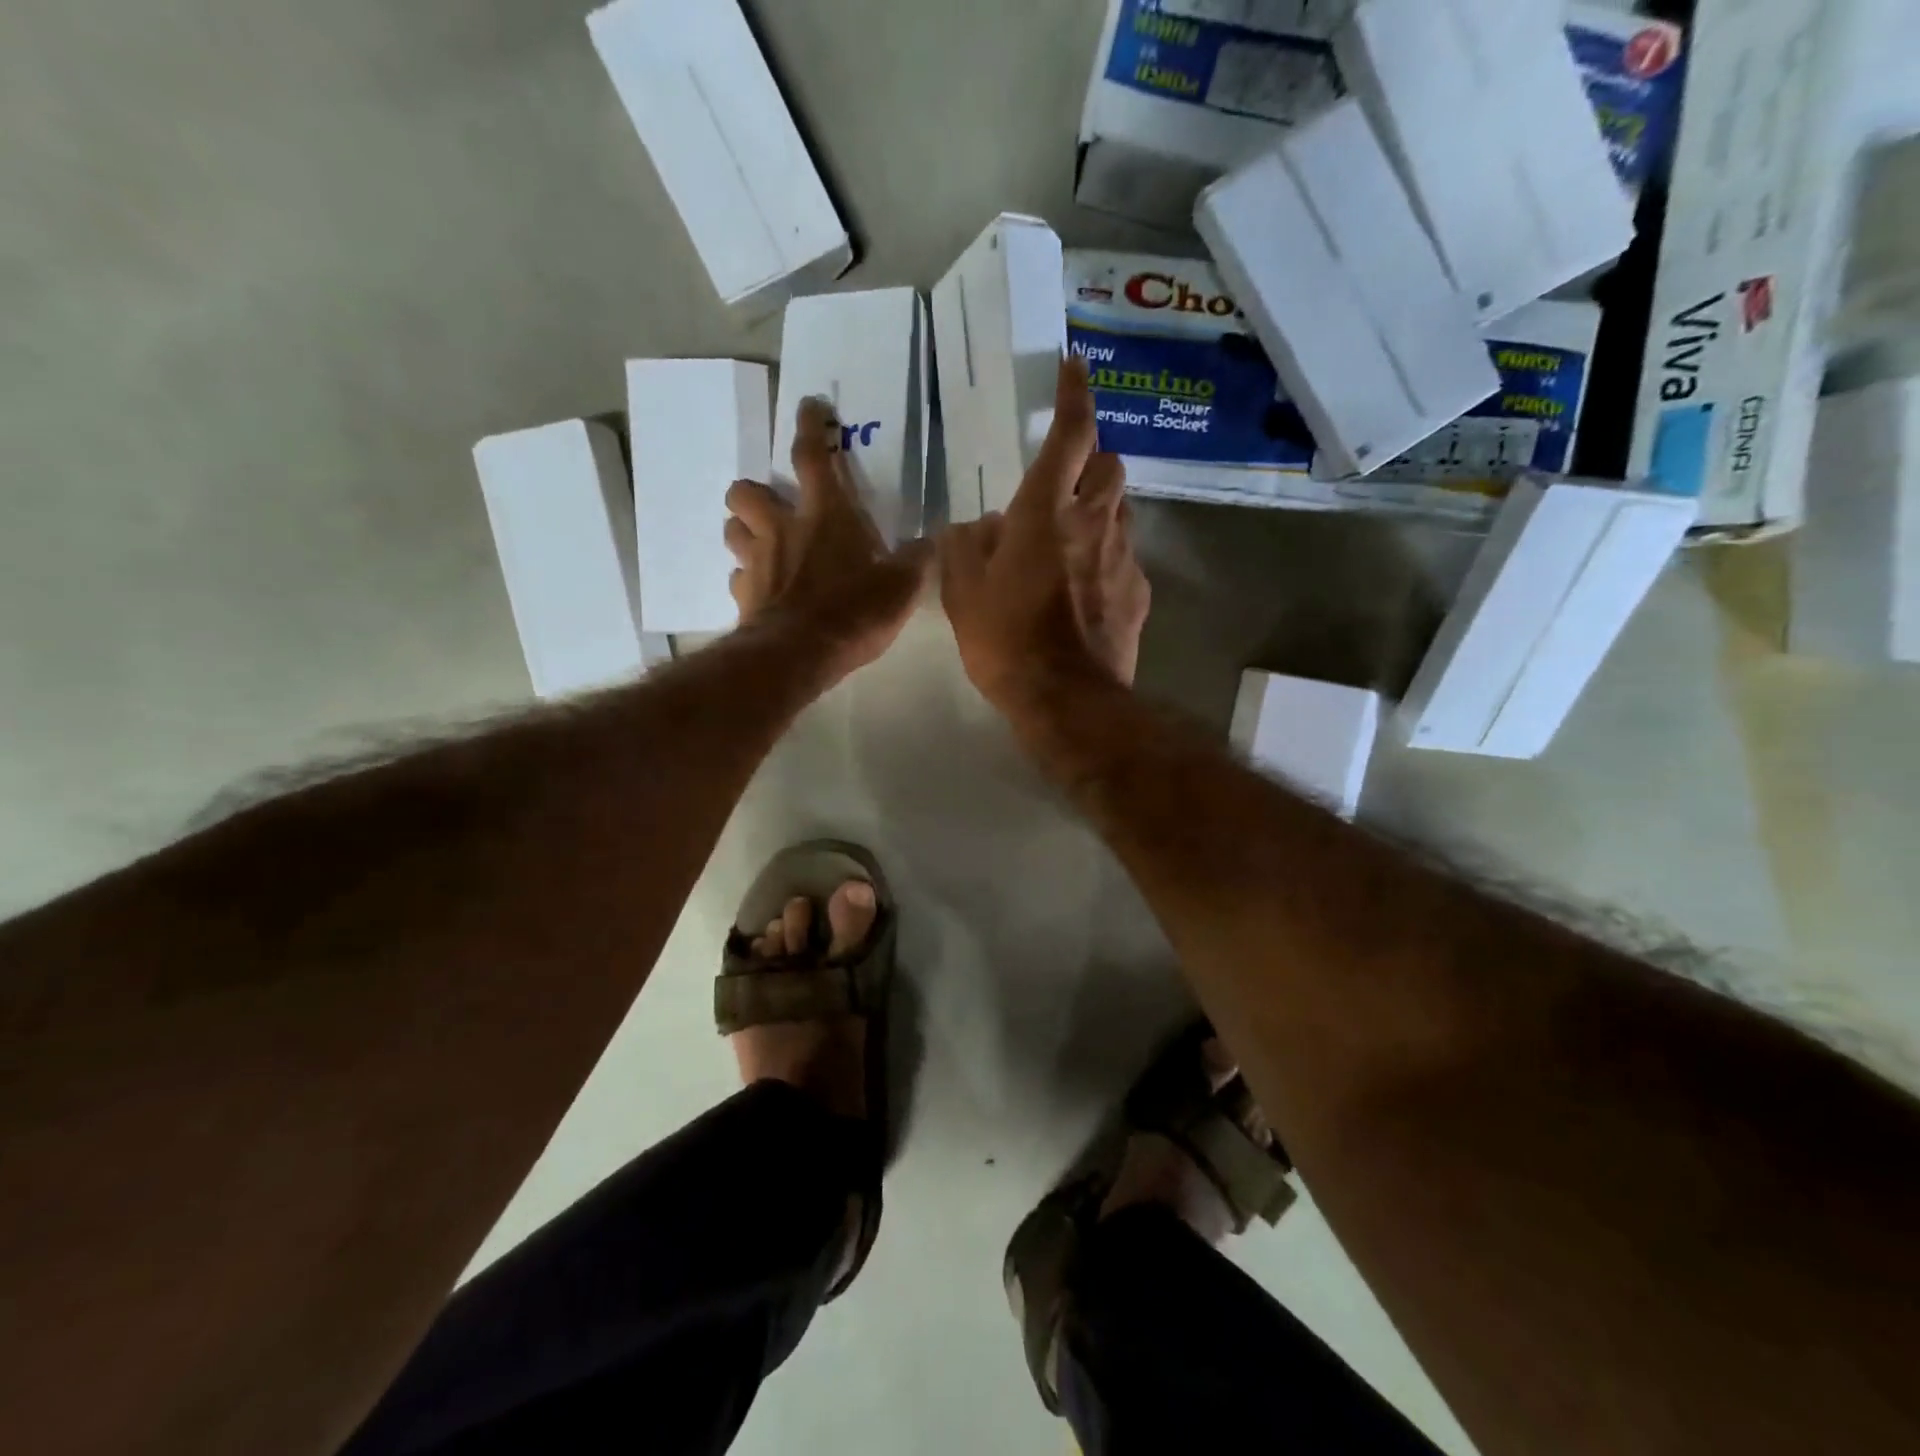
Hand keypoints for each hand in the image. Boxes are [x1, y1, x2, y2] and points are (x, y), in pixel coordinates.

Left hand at [725, 397, 931, 679]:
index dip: (809, 426)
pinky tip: (764, 591)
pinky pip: (737, 578)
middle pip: (747, 491)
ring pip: (733, 530)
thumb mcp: (901, 587)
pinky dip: (749, 580)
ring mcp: (756, 562)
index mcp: (825, 515)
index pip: (812, 456)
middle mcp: (782, 528)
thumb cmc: (854, 611)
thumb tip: (930, 543)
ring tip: (764, 545)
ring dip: (745, 531)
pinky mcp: (743, 597)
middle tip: (774, 507)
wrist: (800, 655)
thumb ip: (915, 560)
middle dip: (754, 491)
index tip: (808, 405)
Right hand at [939, 354, 1150, 716]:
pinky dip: (1107, 557)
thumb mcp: (962, 591)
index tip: (1075, 366)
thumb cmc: (1005, 639)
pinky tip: (1086, 589)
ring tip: (1071, 539)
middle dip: (1090, 459)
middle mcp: (1093, 521)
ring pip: (1122, 509)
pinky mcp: (1139, 592)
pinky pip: (1126, 556)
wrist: (1066, 699)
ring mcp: (1124, 557)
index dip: (1074, 394)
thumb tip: (978, 527)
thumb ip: (965, 546)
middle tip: (1063, 482)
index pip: (1070, 432)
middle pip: (1109, 463)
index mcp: (1045, 511)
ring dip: (1100, 508)